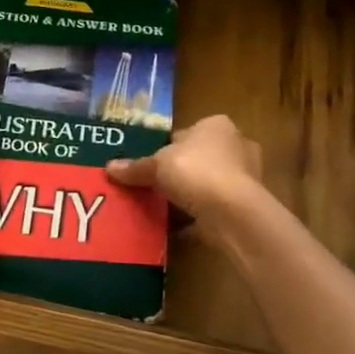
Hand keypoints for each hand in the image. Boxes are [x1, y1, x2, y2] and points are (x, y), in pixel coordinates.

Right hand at [107, 115, 263, 229]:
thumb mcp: (156, 164)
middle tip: (154, 185)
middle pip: (199, 158)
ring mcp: (245, 178)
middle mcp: (236, 146)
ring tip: (161, 207)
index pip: (187, 133)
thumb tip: (109, 168)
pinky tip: (175, 227)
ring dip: (189, 195)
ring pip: (208, 184)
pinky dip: (197, 217)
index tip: (150, 163)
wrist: (232, 213)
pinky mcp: (245, 207)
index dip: (167, 147)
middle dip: (180, 171)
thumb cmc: (195, 171)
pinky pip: (213, 209)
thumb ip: (135, 167)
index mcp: (216, 126)